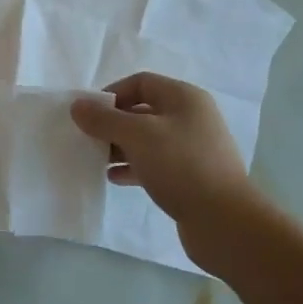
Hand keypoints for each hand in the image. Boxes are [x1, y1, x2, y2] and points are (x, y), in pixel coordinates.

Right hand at [70, 73, 255, 226]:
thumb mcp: (137, 136)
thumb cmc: (180, 166)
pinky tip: (114, 179)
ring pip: (148, 140)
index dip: (112, 94)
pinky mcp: (192, 177)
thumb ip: (104, 119)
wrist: (224, 221)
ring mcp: (193, 148)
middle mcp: (191, 118)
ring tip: (97, 160)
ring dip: (121, 147)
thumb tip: (78, 106)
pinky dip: (134, 167)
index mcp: (184, 98)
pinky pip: (156, 163)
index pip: (140, 82)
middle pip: (143, 111)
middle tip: (88, 139)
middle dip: (113, 123)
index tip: (88, 114)